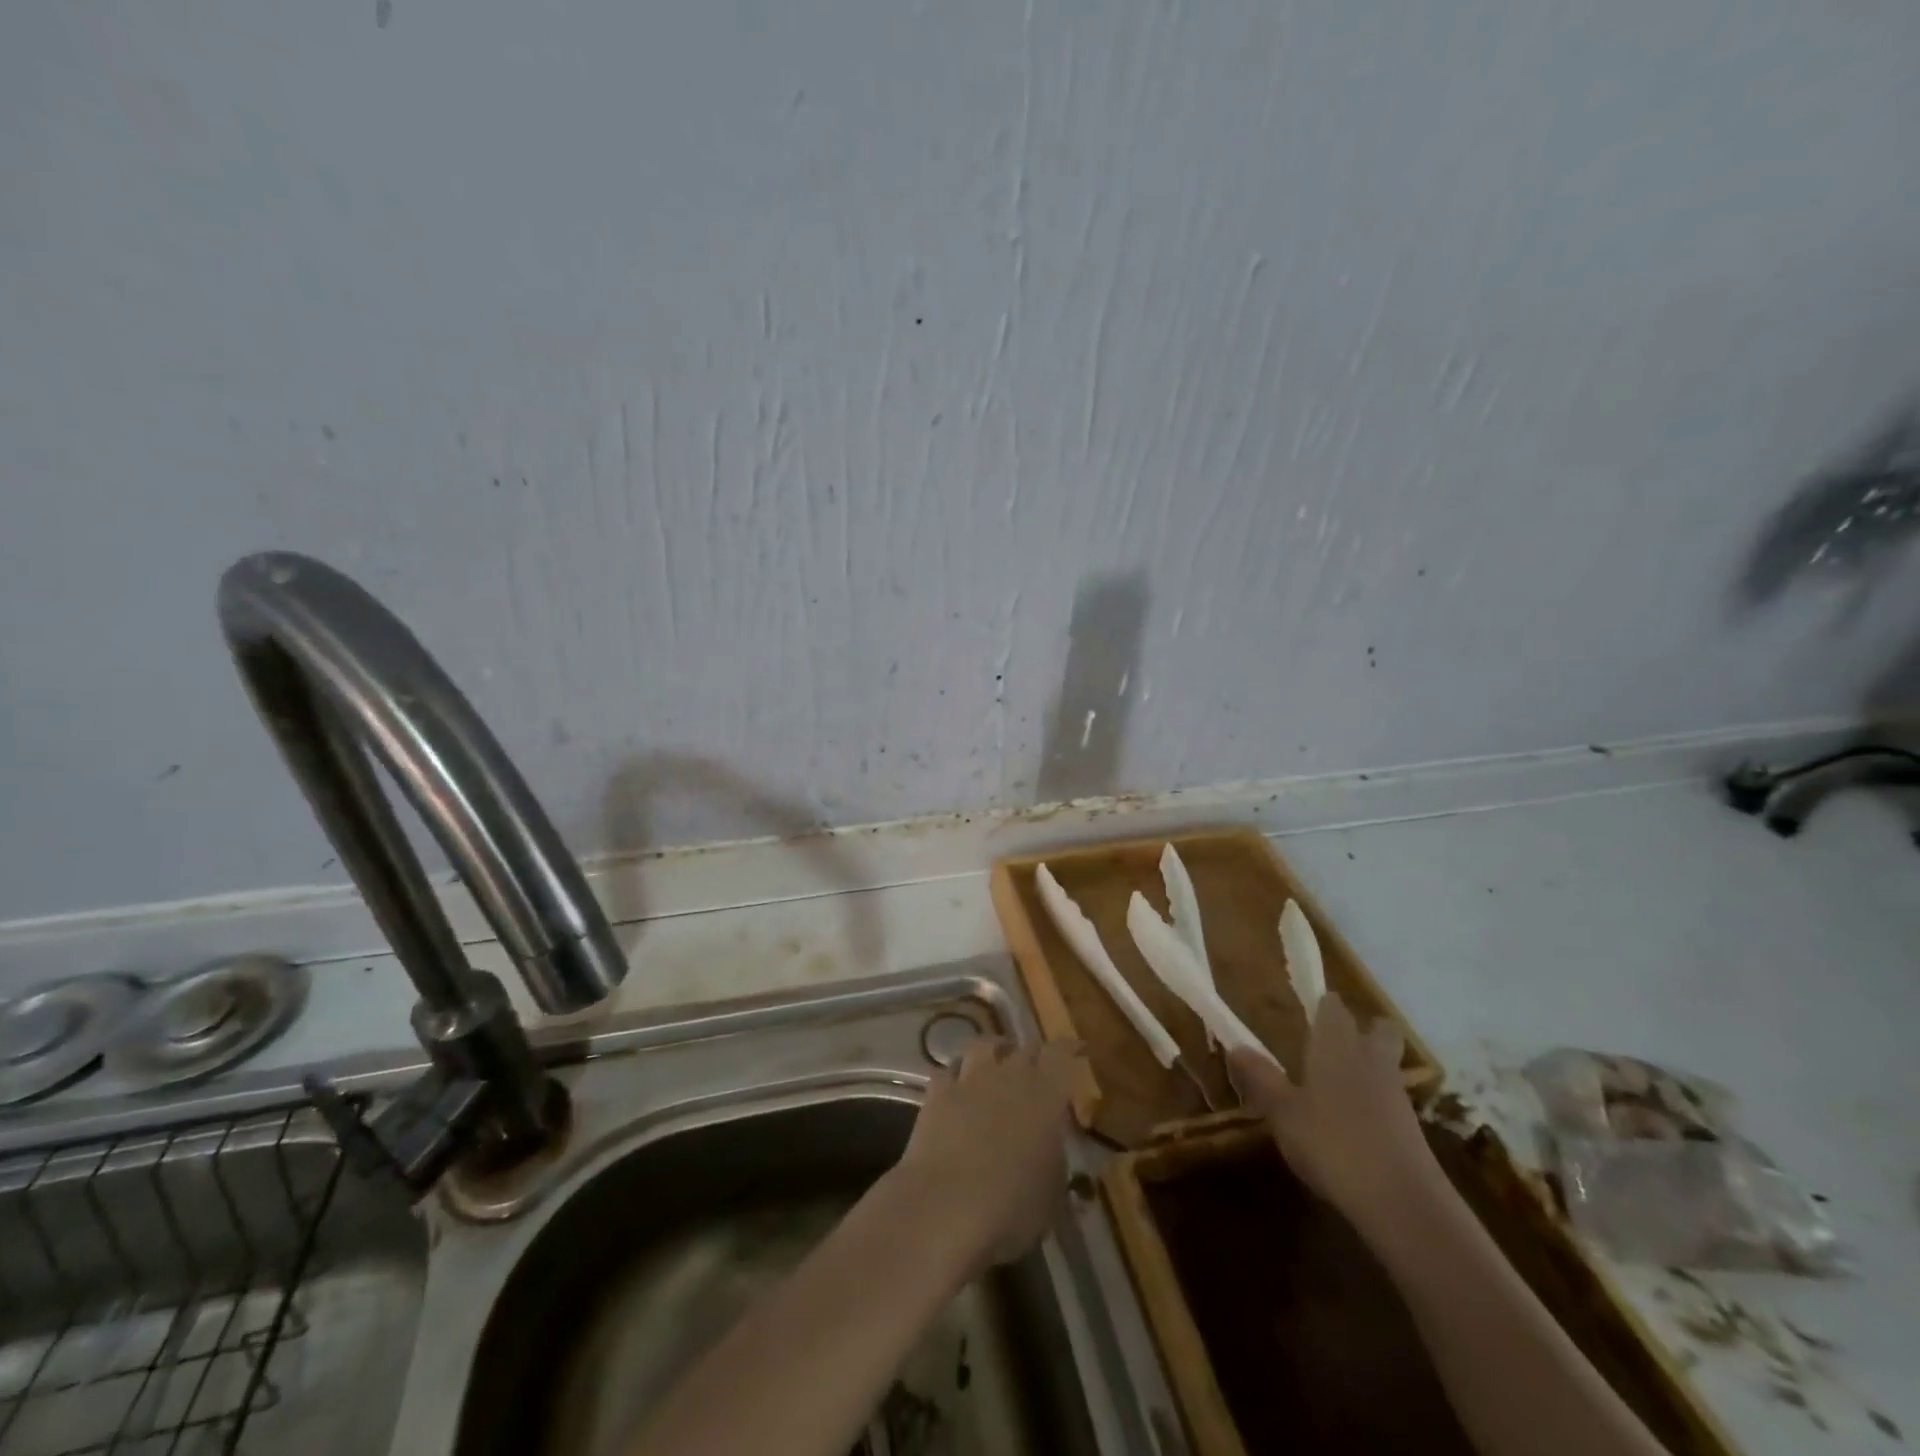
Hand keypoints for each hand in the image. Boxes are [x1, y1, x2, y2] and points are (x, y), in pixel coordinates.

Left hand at [889, 1037, 1079, 1270]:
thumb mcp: (1054, 1197)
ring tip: (996, 1062)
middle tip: (1038, 1068)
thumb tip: (1057, 1155)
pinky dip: (956, 1074)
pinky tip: (958, 1086)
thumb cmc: (1013, 1207)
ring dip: (993, 1050)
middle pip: (1025, 1047)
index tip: (1078, 1049)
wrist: (946, 1207)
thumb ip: (1058, 1165)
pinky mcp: (937, 1093)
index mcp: (1046, 1094)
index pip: (1062, 1053)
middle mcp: (1009, 1075)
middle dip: (1034, 1055)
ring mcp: (970, 1079)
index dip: (1070, 1048)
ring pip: (983, 1045)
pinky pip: (948, 1070)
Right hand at [1229, 994, 1437, 1231]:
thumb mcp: (1283, 1112)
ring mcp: (1396, 1094)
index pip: (1333, 1006)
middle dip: (1359, 1029)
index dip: (1321, 1005)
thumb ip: (1261, 1077)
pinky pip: (1390, 1098)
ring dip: (1366, 1066)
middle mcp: (1371, 1059)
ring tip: (1332, 1087)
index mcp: (1337, 1045)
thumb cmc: (1332, 1144)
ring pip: (1385, 1063)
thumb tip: (1237, 1045)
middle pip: (1377, 1028)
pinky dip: (1373, 1102)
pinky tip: (1350, 1125)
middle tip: (1328, 1044)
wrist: (1403, 1204)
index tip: (1305, 1011)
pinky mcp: (1411, 1129)